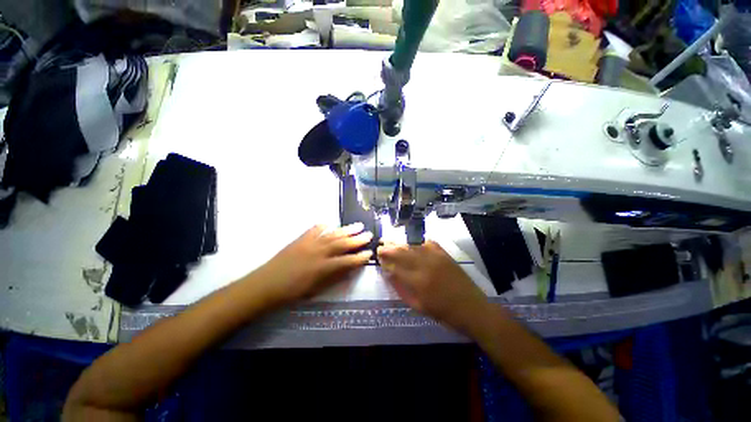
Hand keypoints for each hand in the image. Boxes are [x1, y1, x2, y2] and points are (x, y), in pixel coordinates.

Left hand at [254, 223, 372, 303]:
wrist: (267, 284)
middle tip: (369, 234)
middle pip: (343, 243)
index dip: (360, 257)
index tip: (370, 252)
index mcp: (324, 268)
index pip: (348, 260)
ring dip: (347, 230)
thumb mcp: (316, 289)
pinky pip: (316, 229)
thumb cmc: (293, 291)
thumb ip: (334, 277)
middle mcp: (320, 252)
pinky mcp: (301, 239)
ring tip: (358, 225)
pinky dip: (325, 226)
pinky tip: (331, 224)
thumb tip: (349, 268)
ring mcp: (310, 243)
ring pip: (333, 234)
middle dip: (358, 239)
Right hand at [378, 241, 492, 333]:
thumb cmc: (443, 313)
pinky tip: (413, 244)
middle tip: (381, 245)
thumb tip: (389, 274)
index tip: (378, 256)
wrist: (472, 308)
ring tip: (392, 242)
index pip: (395, 266)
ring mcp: (436, 257)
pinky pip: (428, 243)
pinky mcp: (444, 254)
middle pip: (402, 252)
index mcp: (417, 282)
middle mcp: (425, 265)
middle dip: (389, 248)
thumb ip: (401, 289)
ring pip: (413, 246)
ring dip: (401, 244)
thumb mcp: (418, 306)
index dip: (385, 260)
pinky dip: (418, 243)